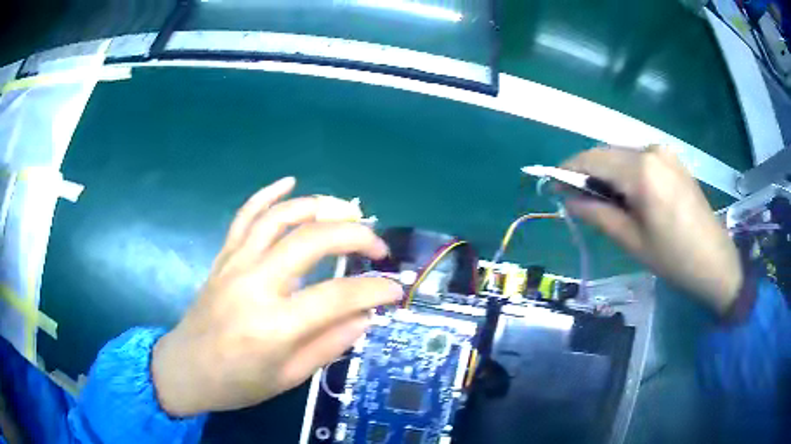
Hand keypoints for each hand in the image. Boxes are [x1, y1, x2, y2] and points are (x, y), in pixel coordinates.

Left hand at [151, 177, 402, 416]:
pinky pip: (245, 216)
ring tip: (348, 210)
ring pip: (280, 217)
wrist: (186, 368)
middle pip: (312, 240)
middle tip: (377, 246)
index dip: (374, 290)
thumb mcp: (289, 377)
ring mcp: (235, 264)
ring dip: (319, 206)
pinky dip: (268, 194)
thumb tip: (365, 315)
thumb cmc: (237, 383)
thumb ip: (329, 344)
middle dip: (355, 236)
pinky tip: (290, 182)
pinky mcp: (224, 257)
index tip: (395, 289)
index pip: (337, 296)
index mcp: (274, 326)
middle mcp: (255, 285)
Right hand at [561, 145, 741, 313]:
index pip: (592, 159)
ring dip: (606, 173)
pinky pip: (639, 159)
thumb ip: (597, 213)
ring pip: (622, 155)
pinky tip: (627, 195)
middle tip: (575, 198)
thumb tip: (568, 199)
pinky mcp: (673, 160)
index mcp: (641, 170)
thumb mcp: (631, 240)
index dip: (567, 170)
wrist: (715, 260)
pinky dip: (625, 173)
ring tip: (602, 202)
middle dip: (586, 172)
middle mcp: (651, 150)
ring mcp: (664, 152)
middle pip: (606, 153)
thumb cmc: (673, 258)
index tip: (551, 185)